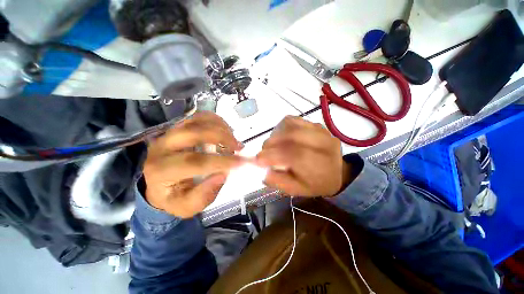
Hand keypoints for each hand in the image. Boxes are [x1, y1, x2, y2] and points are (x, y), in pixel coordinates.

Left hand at [143, 112, 245, 217]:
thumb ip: (204, 194)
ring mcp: (169, 133)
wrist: (159, 184)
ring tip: (233, 140)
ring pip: (197, 121)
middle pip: (194, 133)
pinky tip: (225, 131)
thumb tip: (223, 173)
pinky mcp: (177, 127)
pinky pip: (198, 116)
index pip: (194, 161)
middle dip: (221, 137)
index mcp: (161, 171)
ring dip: (221, 128)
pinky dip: (216, 121)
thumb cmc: (174, 198)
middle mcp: (161, 147)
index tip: (242, 162)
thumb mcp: (187, 207)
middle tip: (239, 147)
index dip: (221, 161)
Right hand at [256, 116, 350, 196]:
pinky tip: (281, 135)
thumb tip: (263, 171)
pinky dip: (283, 126)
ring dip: (276, 134)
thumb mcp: (297, 190)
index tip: (257, 160)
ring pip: (292, 125)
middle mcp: (323, 144)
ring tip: (273, 144)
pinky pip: (295, 120)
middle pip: (292, 136)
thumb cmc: (317, 183)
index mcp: (320, 165)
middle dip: (272, 143)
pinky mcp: (316, 124)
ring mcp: (321, 131)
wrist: (338, 172)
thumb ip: (278, 181)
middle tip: (264, 152)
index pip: (293, 155)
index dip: (272, 155)